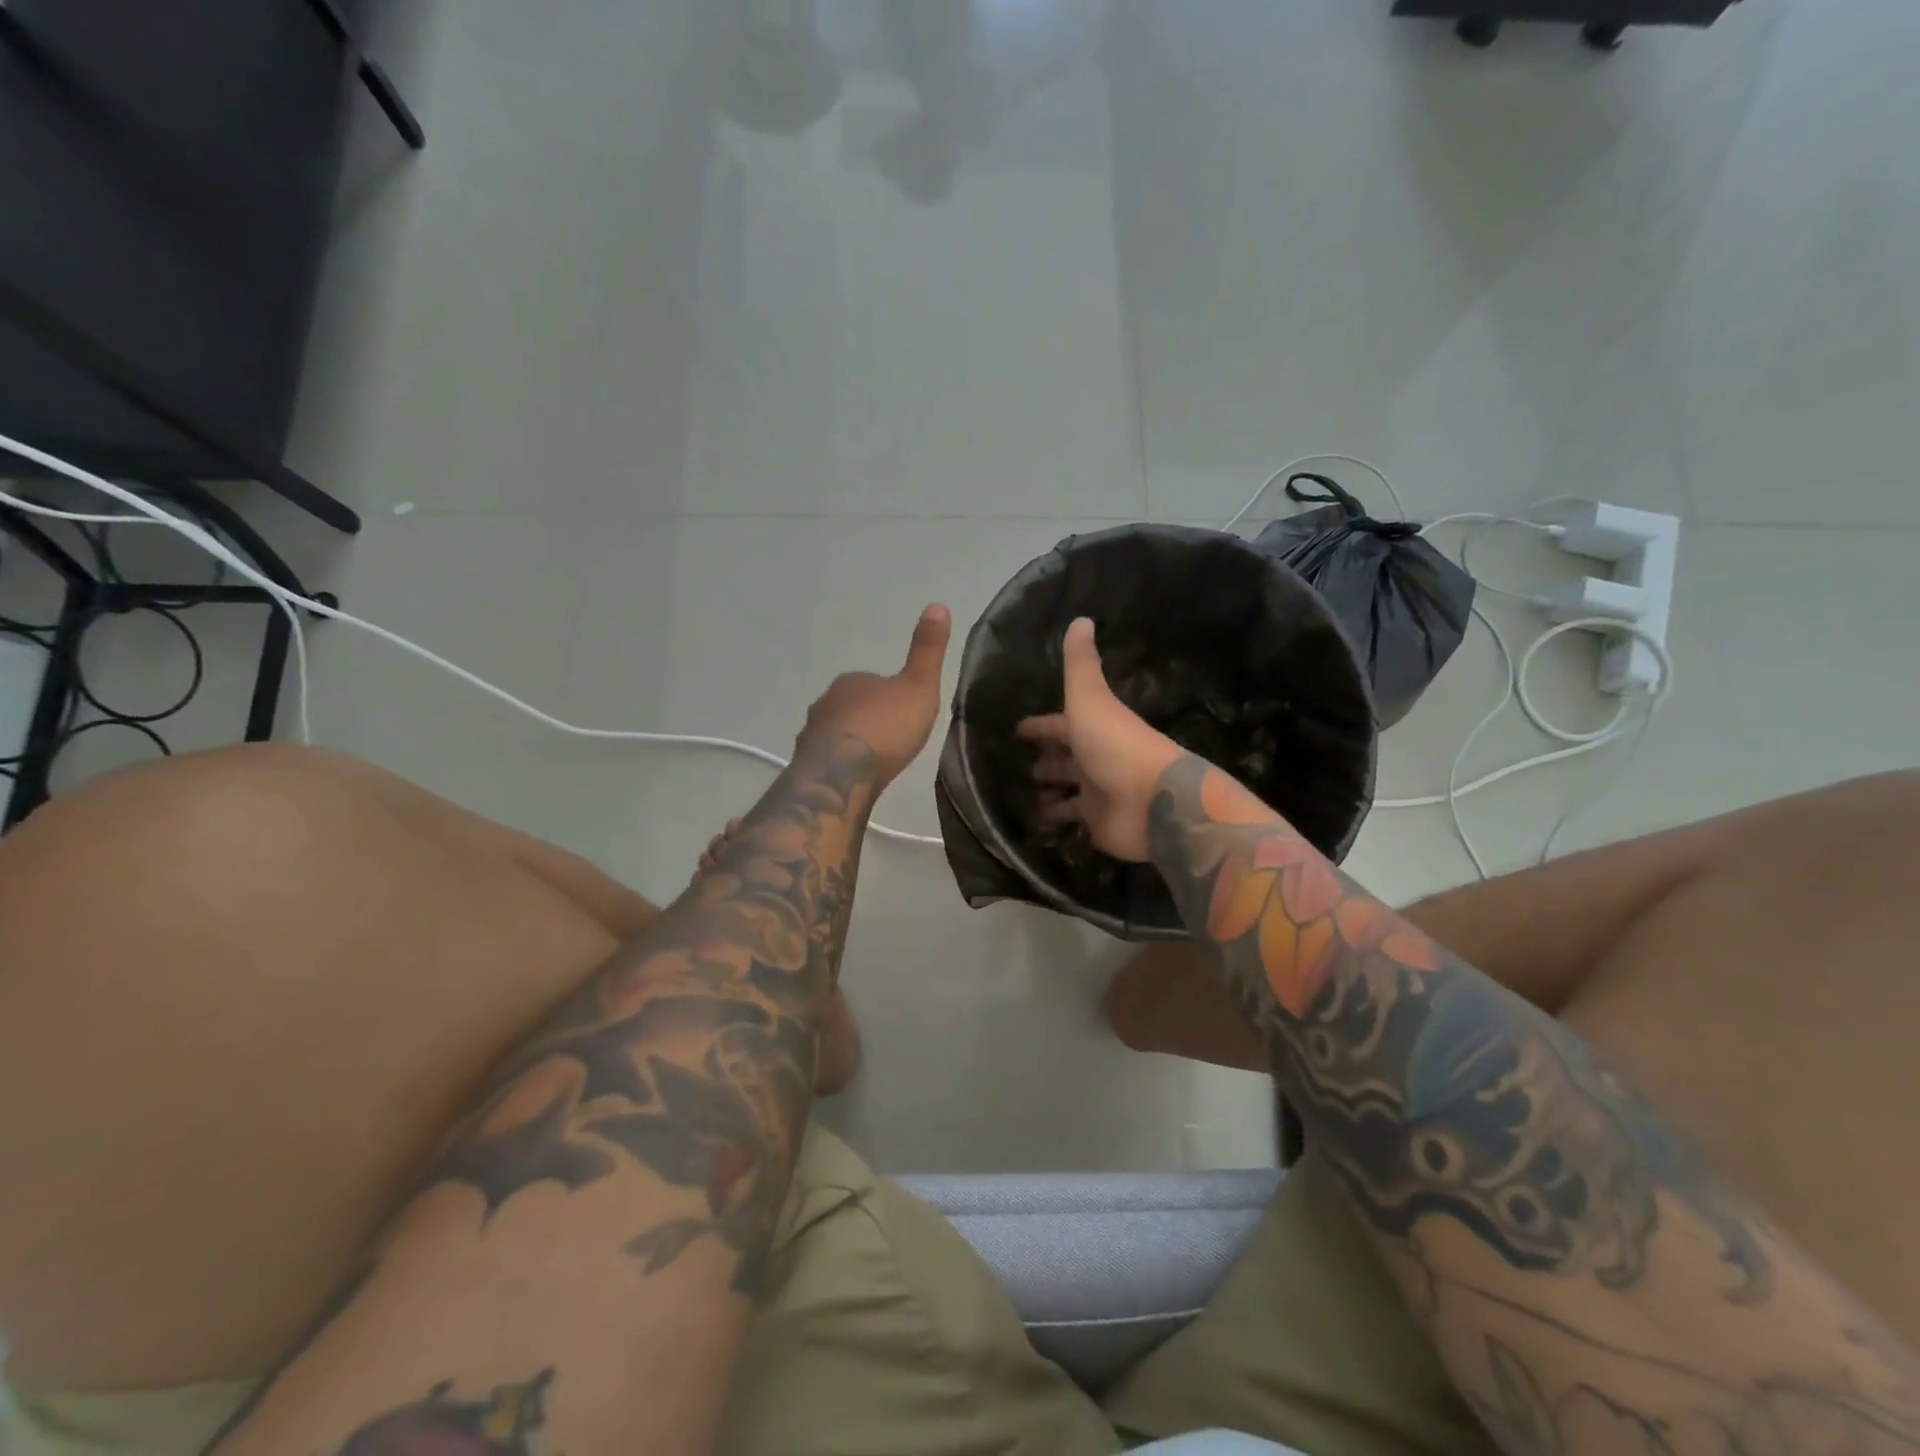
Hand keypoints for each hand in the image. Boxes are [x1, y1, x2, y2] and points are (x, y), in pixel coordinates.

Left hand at [795, 604, 951, 784]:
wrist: (843, 775)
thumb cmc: (886, 727)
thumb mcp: (919, 686)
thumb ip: (927, 650)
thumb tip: (937, 604)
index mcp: (851, 681)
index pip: (872, 682)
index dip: (890, 697)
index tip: (905, 714)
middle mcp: (825, 702)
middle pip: (850, 707)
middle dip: (868, 720)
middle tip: (892, 740)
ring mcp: (811, 735)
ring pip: (836, 734)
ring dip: (851, 744)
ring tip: (873, 763)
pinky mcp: (806, 766)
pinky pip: (827, 761)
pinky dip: (839, 767)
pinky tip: (854, 780)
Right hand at [1016, 618, 1186, 861]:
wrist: (1153, 801)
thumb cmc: (1117, 746)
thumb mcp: (1091, 700)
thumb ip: (1081, 665)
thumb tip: (1080, 618)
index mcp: (1093, 728)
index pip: (1060, 725)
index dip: (1039, 726)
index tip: (1018, 729)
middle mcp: (1096, 758)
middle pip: (1066, 758)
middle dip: (1046, 759)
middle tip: (1020, 766)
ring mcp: (1098, 792)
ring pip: (1069, 790)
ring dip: (1050, 791)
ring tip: (1023, 794)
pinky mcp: (1098, 823)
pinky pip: (1072, 819)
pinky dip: (1056, 819)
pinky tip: (1035, 821)